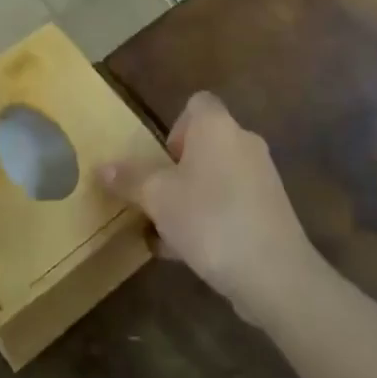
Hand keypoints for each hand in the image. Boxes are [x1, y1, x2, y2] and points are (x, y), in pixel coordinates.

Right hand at [98, 92, 321, 326]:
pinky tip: (189, 253)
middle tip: (158, 199)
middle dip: (177, 171)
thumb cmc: (209, 218)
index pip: (197, 104)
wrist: (274, 273)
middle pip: (204, 144)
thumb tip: (102, 167)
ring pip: (216, 178)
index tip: (161, 160)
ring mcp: (261, 177)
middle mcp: (243, 142)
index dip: (175, 127)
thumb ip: (130, 179)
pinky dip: (211, 219)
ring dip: (190, 198)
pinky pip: (231, 204)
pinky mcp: (270, 211)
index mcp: (217, 126)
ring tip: (166, 233)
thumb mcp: (157, 198)